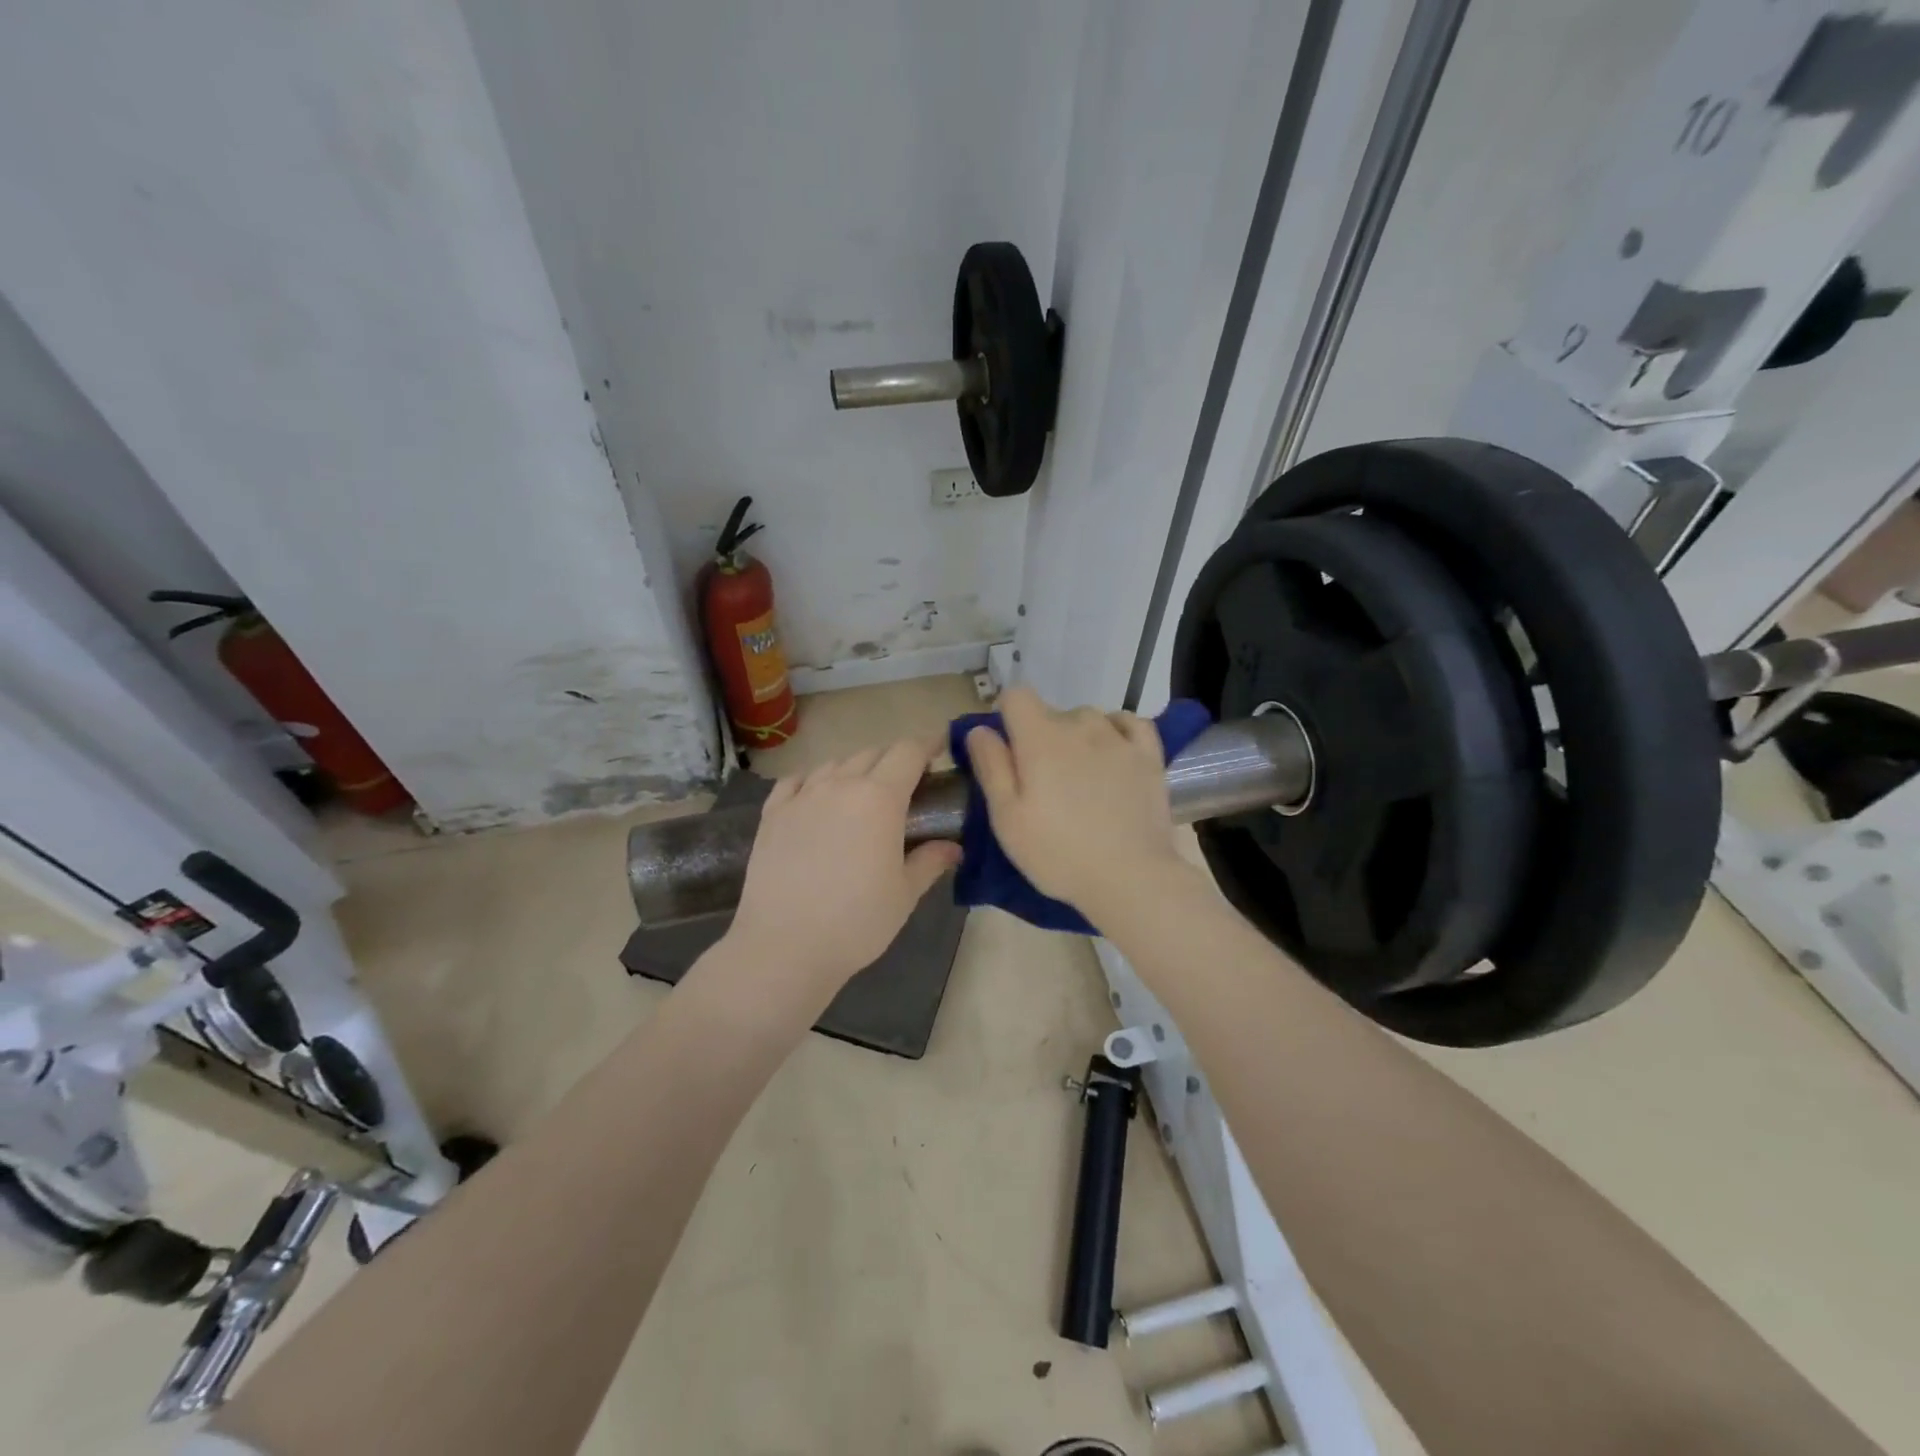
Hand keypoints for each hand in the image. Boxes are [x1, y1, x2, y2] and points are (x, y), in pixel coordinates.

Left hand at [725, 739, 961, 996]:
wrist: (784, 946)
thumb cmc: (856, 922)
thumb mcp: (904, 894)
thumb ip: (930, 861)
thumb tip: (954, 847)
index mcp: (880, 798)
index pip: (908, 752)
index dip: (927, 745)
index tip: (940, 748)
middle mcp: (840, 784)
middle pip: (873, 753)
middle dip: (895, 759)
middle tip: (908, 783)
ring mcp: (802, 796)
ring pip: (834, 764)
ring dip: (856, 769)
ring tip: (863, 792)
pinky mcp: (772, 814)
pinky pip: (796, 780)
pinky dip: (814, 780)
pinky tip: (817, 796)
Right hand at [966, 687, 1185, 920]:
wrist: (1130, 878)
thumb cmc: (1058, 852)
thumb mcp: (1007, 818)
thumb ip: (991, 766)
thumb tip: (981, 729)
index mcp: (1040, 738)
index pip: (1016, 695)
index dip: (1007, 716)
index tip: (1008, 750)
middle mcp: (1080, 725)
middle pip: (1051, 713)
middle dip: (1041, 737)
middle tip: (1043, 783)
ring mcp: (1119, 738)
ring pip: (1088, 719)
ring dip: (1078, 737)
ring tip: (1080, 778)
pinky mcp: (1149, 755)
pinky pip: (1129, 723)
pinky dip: (1116, 731)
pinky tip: (1112, 754)